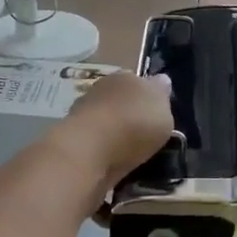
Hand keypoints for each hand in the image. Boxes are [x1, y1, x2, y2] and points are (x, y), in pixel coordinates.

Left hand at [56, 71, 174, 187]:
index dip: (149, 95)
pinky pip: (97, 141)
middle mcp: (101, 89)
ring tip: (131, 150)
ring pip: (106, 120)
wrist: (90, 151)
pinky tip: (114, 160)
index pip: (139, 81)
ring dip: (115, 131)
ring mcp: (84, 114)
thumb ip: (161, 95)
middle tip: (145, 132)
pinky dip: (104, 148)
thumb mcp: (162, 106)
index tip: (157, 111)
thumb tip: (161, 80)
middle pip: (120, 99)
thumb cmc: (134, 123)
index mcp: (125, 76)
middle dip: (130, 112)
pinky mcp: (74, 140)